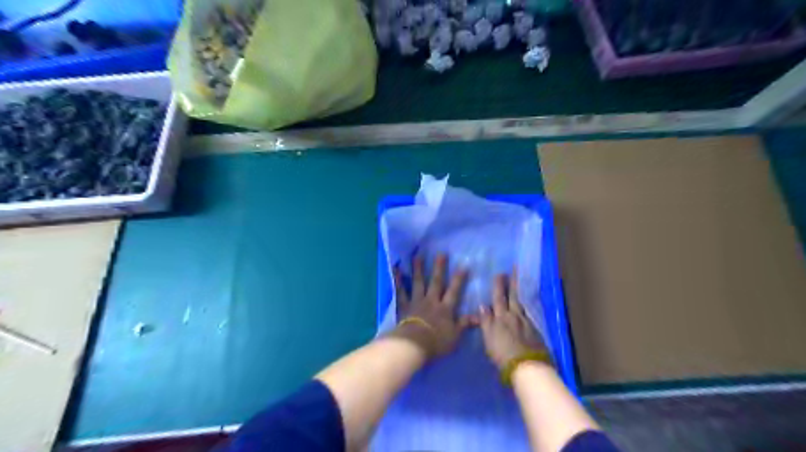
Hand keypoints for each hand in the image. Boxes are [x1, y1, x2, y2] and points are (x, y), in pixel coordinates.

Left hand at [393, 256, 473, 357]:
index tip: (463, 266)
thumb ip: (465, 324)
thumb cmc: (436, 342)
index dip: (459, 279)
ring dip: (418, 269)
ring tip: (418, 256)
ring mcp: (416, 301)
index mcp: (445, 308)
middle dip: (439, 268)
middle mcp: (431, 301)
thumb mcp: (455, 336)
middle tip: (441, 254)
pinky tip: (396, 269)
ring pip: (418, 282)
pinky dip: (398, 280)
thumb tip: (478, 316)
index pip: (454, 291)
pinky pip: (401, 291)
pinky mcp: (403, 305)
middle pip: (436, 282)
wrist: (414, 344)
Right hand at [477, 271, 547, 370]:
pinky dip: (527, 305)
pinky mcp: (535, 330)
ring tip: (521, 282)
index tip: (500, 273)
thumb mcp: (488, 338)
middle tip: (515, 269)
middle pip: (513, 296)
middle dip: (513, 282)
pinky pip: (529, 312)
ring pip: (522, 303)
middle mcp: (514, 316)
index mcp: (501, 317)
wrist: (526, 366)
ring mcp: (527, 322)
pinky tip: (527, 304)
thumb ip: (486, 321)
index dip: (498, 286)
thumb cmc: (502, 354)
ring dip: (521, 292)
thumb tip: (483, 306)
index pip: (498, 298)